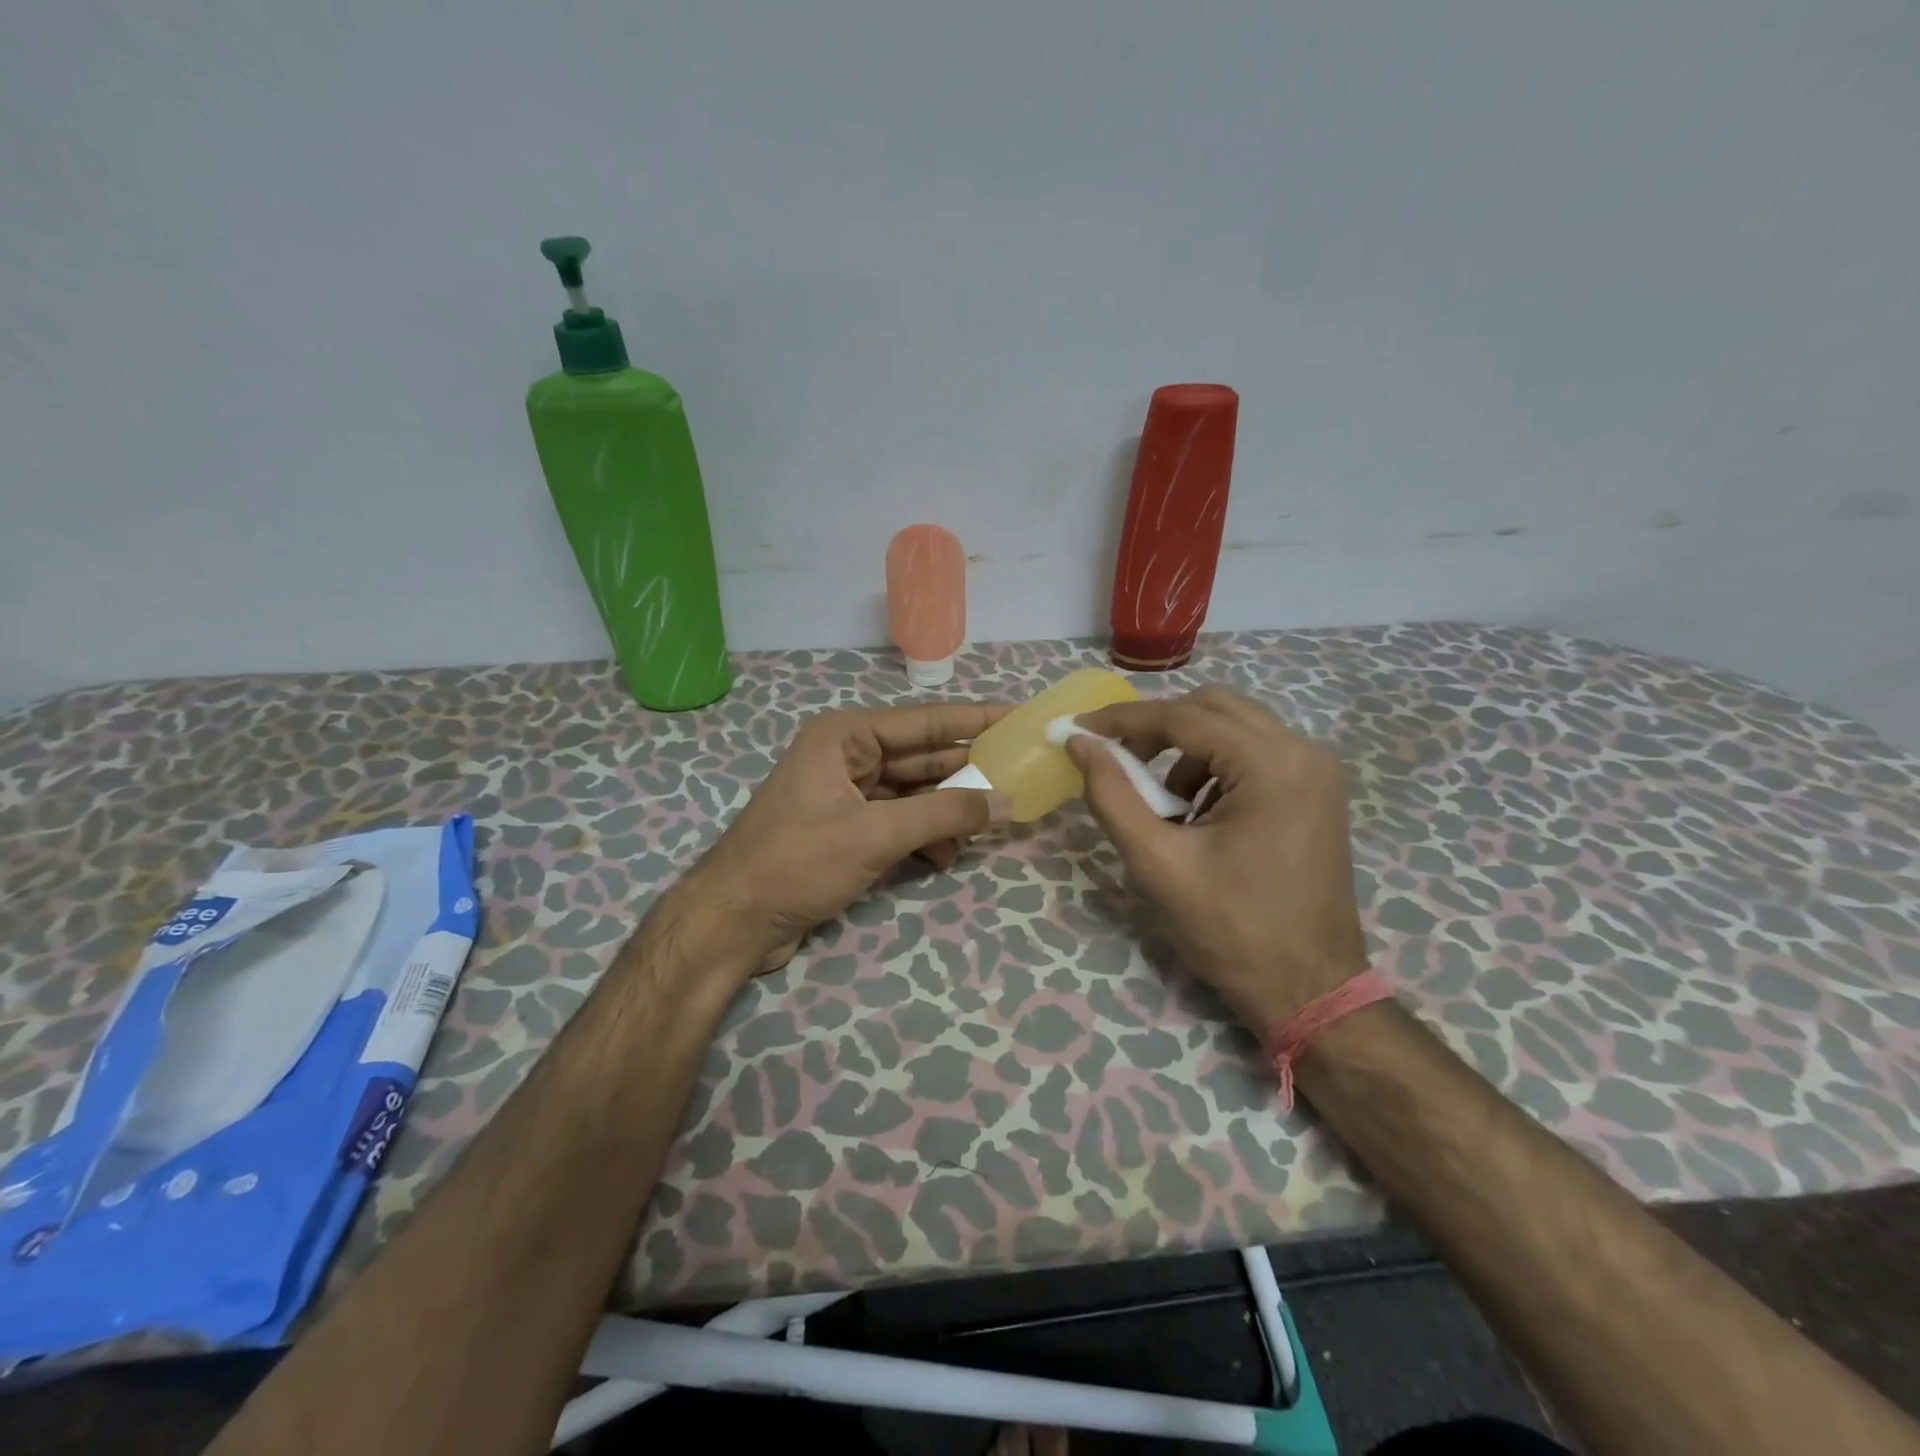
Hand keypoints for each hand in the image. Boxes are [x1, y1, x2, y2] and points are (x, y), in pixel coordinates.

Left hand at [676, 701, 1011, 975]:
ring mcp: (845, 793)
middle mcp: (847, 755)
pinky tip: (946, 857)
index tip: (1019, 717)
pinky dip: (923, 836)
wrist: (731, 923)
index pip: (925, 721)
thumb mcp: (876, 835)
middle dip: (967, 772)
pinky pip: (897, 821)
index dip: (975, 720)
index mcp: (846, 736)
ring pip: (913, 793)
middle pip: (922, 758)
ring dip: (947, 812)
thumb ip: (945, 815)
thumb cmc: (797, 863)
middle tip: (1019, 777)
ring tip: (989, 826)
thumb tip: (1006, 803)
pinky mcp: (845, 827)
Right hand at [1067, 686, 1368, 1030]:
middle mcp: (1303, 752)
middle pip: (1213, 707)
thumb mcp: (1157, 863)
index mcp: (1271, 765)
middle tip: (1117, 760)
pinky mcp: (1317, 790)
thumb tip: (1080, 744)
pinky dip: (1215, 767)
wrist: (1310, 989)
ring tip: (1163, 804)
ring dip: (1187, 750)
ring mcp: (1317, 770)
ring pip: (1234, 726)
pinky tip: (1198, 815)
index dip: (1123, 719)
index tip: (1079, 730)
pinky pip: (1254, 752)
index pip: (1183, 717)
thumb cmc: (1231, 930)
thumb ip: (1112, 795)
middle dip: (1157, 728)